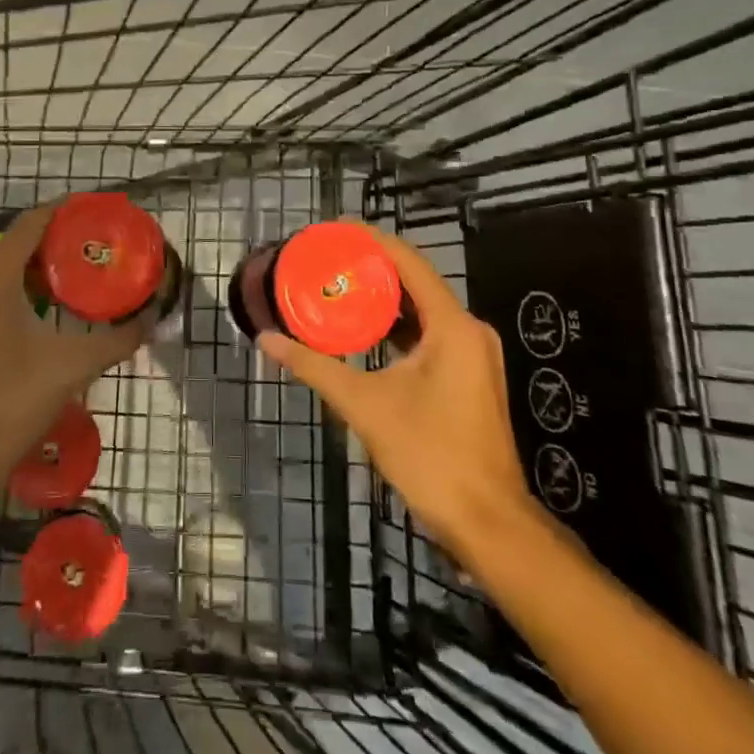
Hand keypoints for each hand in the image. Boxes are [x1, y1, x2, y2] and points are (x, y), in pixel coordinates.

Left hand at [0, 204, 152, 507]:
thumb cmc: (7, 405)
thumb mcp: (69, 368)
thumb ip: (116, 340)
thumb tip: (152, 320)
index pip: (35, 221)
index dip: (70, 210)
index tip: (105, 211)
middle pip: (22, 242)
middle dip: (63, 241)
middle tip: (104, 245)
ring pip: (9, 268)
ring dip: (46, 267)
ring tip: (88, 272)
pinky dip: (27, 288)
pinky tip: (57, 307)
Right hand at [258, 227, 541, 557]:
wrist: (487, 523)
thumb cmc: (430, 455)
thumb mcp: (365, 405)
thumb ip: (314, 367)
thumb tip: (267, 340)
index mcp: (452, 325)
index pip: (407, 260)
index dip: (369, 239)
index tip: (332, 229)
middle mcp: (468, 329)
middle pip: (415, 280)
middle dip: (370, 267)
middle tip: (326, 260)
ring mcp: (474, 354)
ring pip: (422, 309)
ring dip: (383, 298)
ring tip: (338, 286)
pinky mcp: (470, 375)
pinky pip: (429, 333)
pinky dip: (397, 325)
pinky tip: (364, 330)